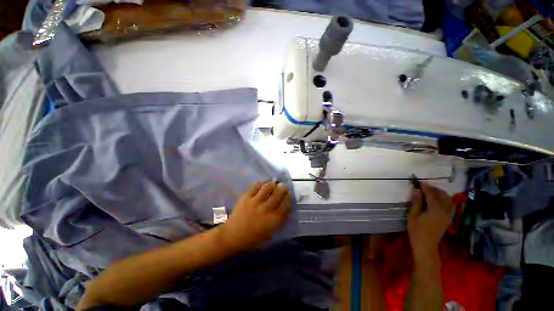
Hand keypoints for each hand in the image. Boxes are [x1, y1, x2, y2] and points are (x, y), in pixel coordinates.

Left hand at [217, 181, 291, 251]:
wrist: (233, 236)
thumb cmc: (253, 237)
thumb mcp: (270, 232)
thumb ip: (280, 220)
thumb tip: (287, 209)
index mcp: (273, 219)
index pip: (285, 204)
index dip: (288, 197)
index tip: (288, 193)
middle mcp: (266, 209)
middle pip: (278, 193)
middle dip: (282, 188)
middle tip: (282, 186)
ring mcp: (255, 202)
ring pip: (268, 187)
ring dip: (272, 184)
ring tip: (273, 184)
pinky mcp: (246, 197)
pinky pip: (256, 186)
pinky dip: (261, 183)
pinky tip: (263, 184)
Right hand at [407, 183, 452, 261]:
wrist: (426, 245)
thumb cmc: (416, 230)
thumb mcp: (412, 215)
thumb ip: (416, 202)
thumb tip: (416, 190)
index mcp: (434, 210)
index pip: (431, 194)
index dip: (425, 187)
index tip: (419, 181)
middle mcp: (444, 211)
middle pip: (442, 195)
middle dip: (434, 188)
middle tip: (423, 186)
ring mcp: (447, 215)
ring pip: (447, 199)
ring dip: (439, 193)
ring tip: (429, 192)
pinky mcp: (447, 218)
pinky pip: (447, 204)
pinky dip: (442, 199)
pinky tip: (434, 200)